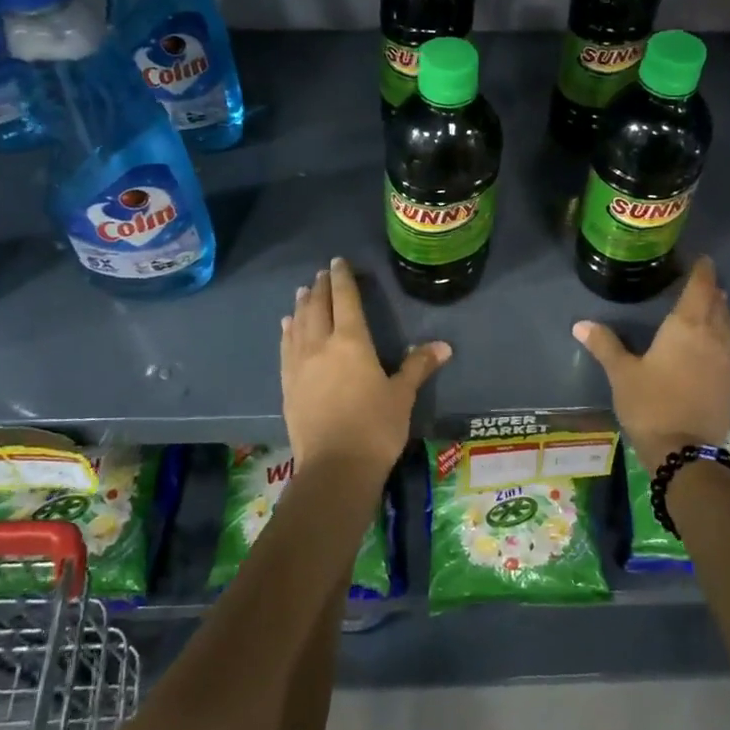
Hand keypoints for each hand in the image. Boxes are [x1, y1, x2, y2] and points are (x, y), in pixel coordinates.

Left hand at [281, 257, 451, 476]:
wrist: (335, 467)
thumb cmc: (375, 427)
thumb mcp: (402, 395)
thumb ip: (418, 366)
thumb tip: (444, 346)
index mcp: (352, 341)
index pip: (345, 299)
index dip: (343, 278)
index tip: (339, 262)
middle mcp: (321, 345)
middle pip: (318, 307)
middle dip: (321, 287)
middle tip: (323, 273)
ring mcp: (300, 365)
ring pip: (298, 324)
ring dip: (302, 305)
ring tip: (302, 291)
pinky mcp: (287, 385)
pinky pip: (285, 348)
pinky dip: (287, 331)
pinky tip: (287, 326)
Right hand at [572, 255, 729, 474]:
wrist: (685, 451)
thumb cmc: (650, 404)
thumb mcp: (622, 373)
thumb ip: (605, 345)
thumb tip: (580, 324)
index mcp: (686, 327)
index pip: (699, 289)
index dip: (702, 272)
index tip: (702, 259)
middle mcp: (712, 336)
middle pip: (717, 304)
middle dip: (711, 289)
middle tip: (703, 278)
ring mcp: (726, 360)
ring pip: (728, 324)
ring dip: (722, 310)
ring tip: (716, 301)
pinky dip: (729, 333)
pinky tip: (727, 335)